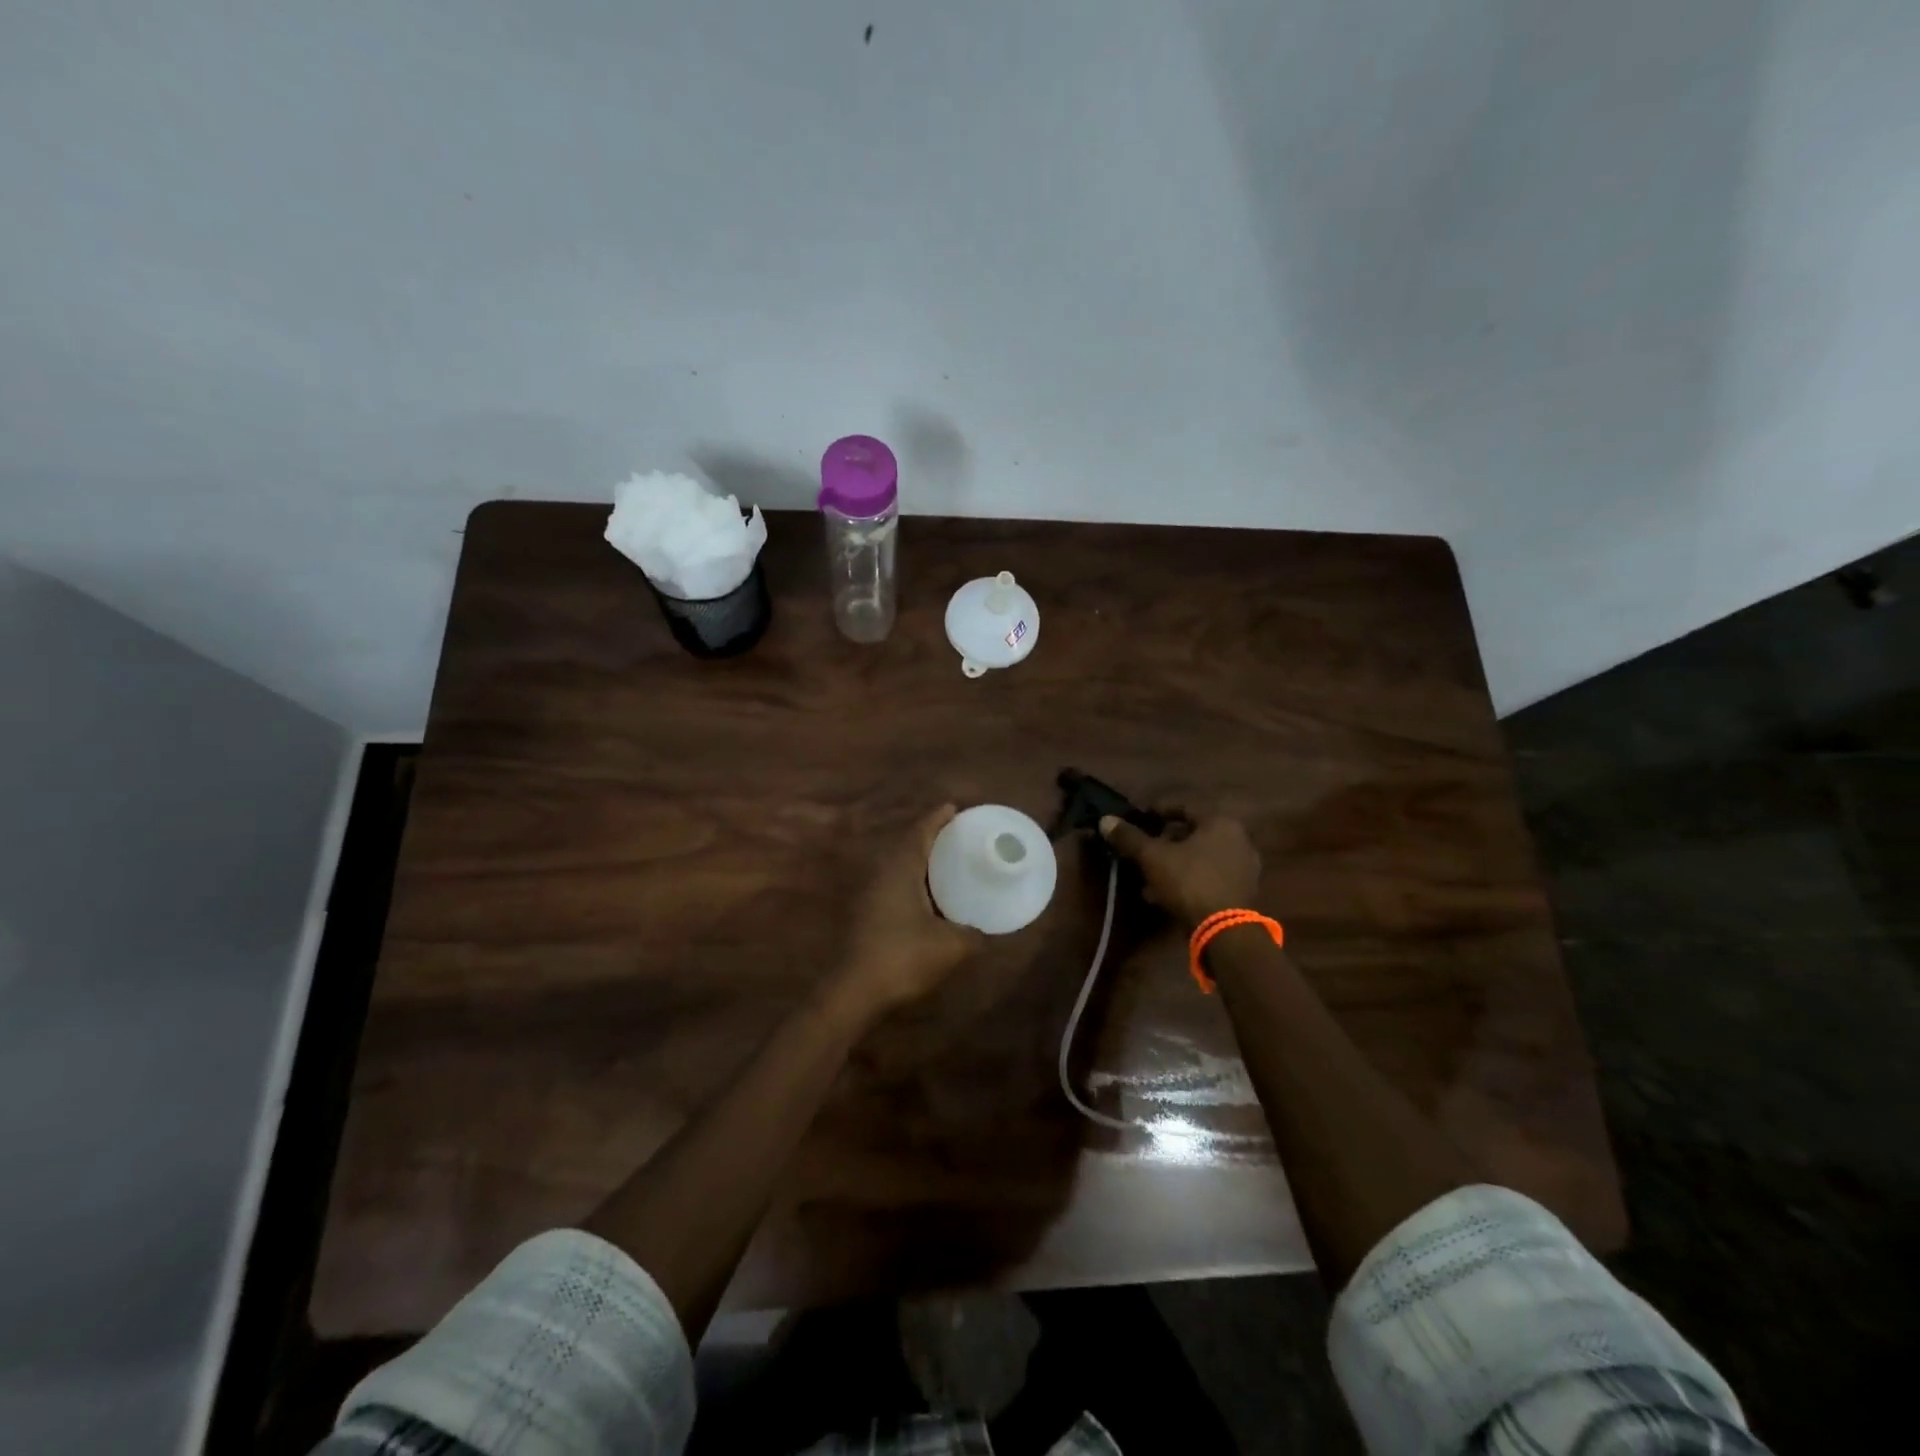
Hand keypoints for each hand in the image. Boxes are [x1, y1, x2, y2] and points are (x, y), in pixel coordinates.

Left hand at [834, 805, 984, 1014]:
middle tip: (957, 836)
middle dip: (931, 838)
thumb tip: (984, 932)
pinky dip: (913, 882)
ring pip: (898, 867)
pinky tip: (929, 898)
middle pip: (907, 845)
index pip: (919, 832)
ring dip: (920, 861)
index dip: (936, 819)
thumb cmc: (902, 957)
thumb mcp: (950, 946)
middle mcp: (882, 874)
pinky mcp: (866, 915)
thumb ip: (972, 934)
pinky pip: (894, 885)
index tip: (953, 808)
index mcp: (900, 869)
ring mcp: (870, 895)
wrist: (854, 991)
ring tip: (947, 863)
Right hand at [1100, 809, 1261, 927]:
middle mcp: (1238, 840)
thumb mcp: (1152, 857)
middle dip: (1165, 842)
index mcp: (1221, 822)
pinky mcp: (1242, 893)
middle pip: (1193, 834)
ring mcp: (1243, 868)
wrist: (1224, 931)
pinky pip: (1208, 877)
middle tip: (1143, 849)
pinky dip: (1187, 880)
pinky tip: (1164, 894)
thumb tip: (1105, 820)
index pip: (1184, 807)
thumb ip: (1129, 837)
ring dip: (1174, 864)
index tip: (1139, 819)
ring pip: (1199, 858)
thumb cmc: (1189, 881)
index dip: (1158, 811)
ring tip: (1148, 876)